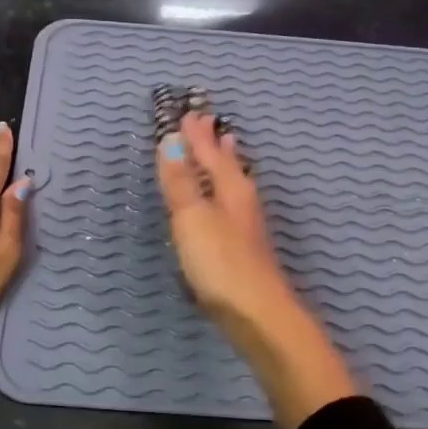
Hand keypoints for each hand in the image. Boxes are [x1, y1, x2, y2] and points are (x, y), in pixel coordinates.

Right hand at [155, 113, 356, 428]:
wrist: (257, 315)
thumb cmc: (221, 262)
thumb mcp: (193, 217)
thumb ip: (181, 181)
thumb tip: (170, 140)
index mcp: (231, 189)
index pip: (211, 152)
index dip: (197, 135)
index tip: (188, 113)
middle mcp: (242, 202)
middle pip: (228, 165)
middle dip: (216, 145)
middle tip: (210, 123)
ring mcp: (246, 227)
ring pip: (235, 185)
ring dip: (226, 165)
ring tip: (227, 149)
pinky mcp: (244, 250)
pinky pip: (232, 206)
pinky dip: (226, 192)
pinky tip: (225, 203)